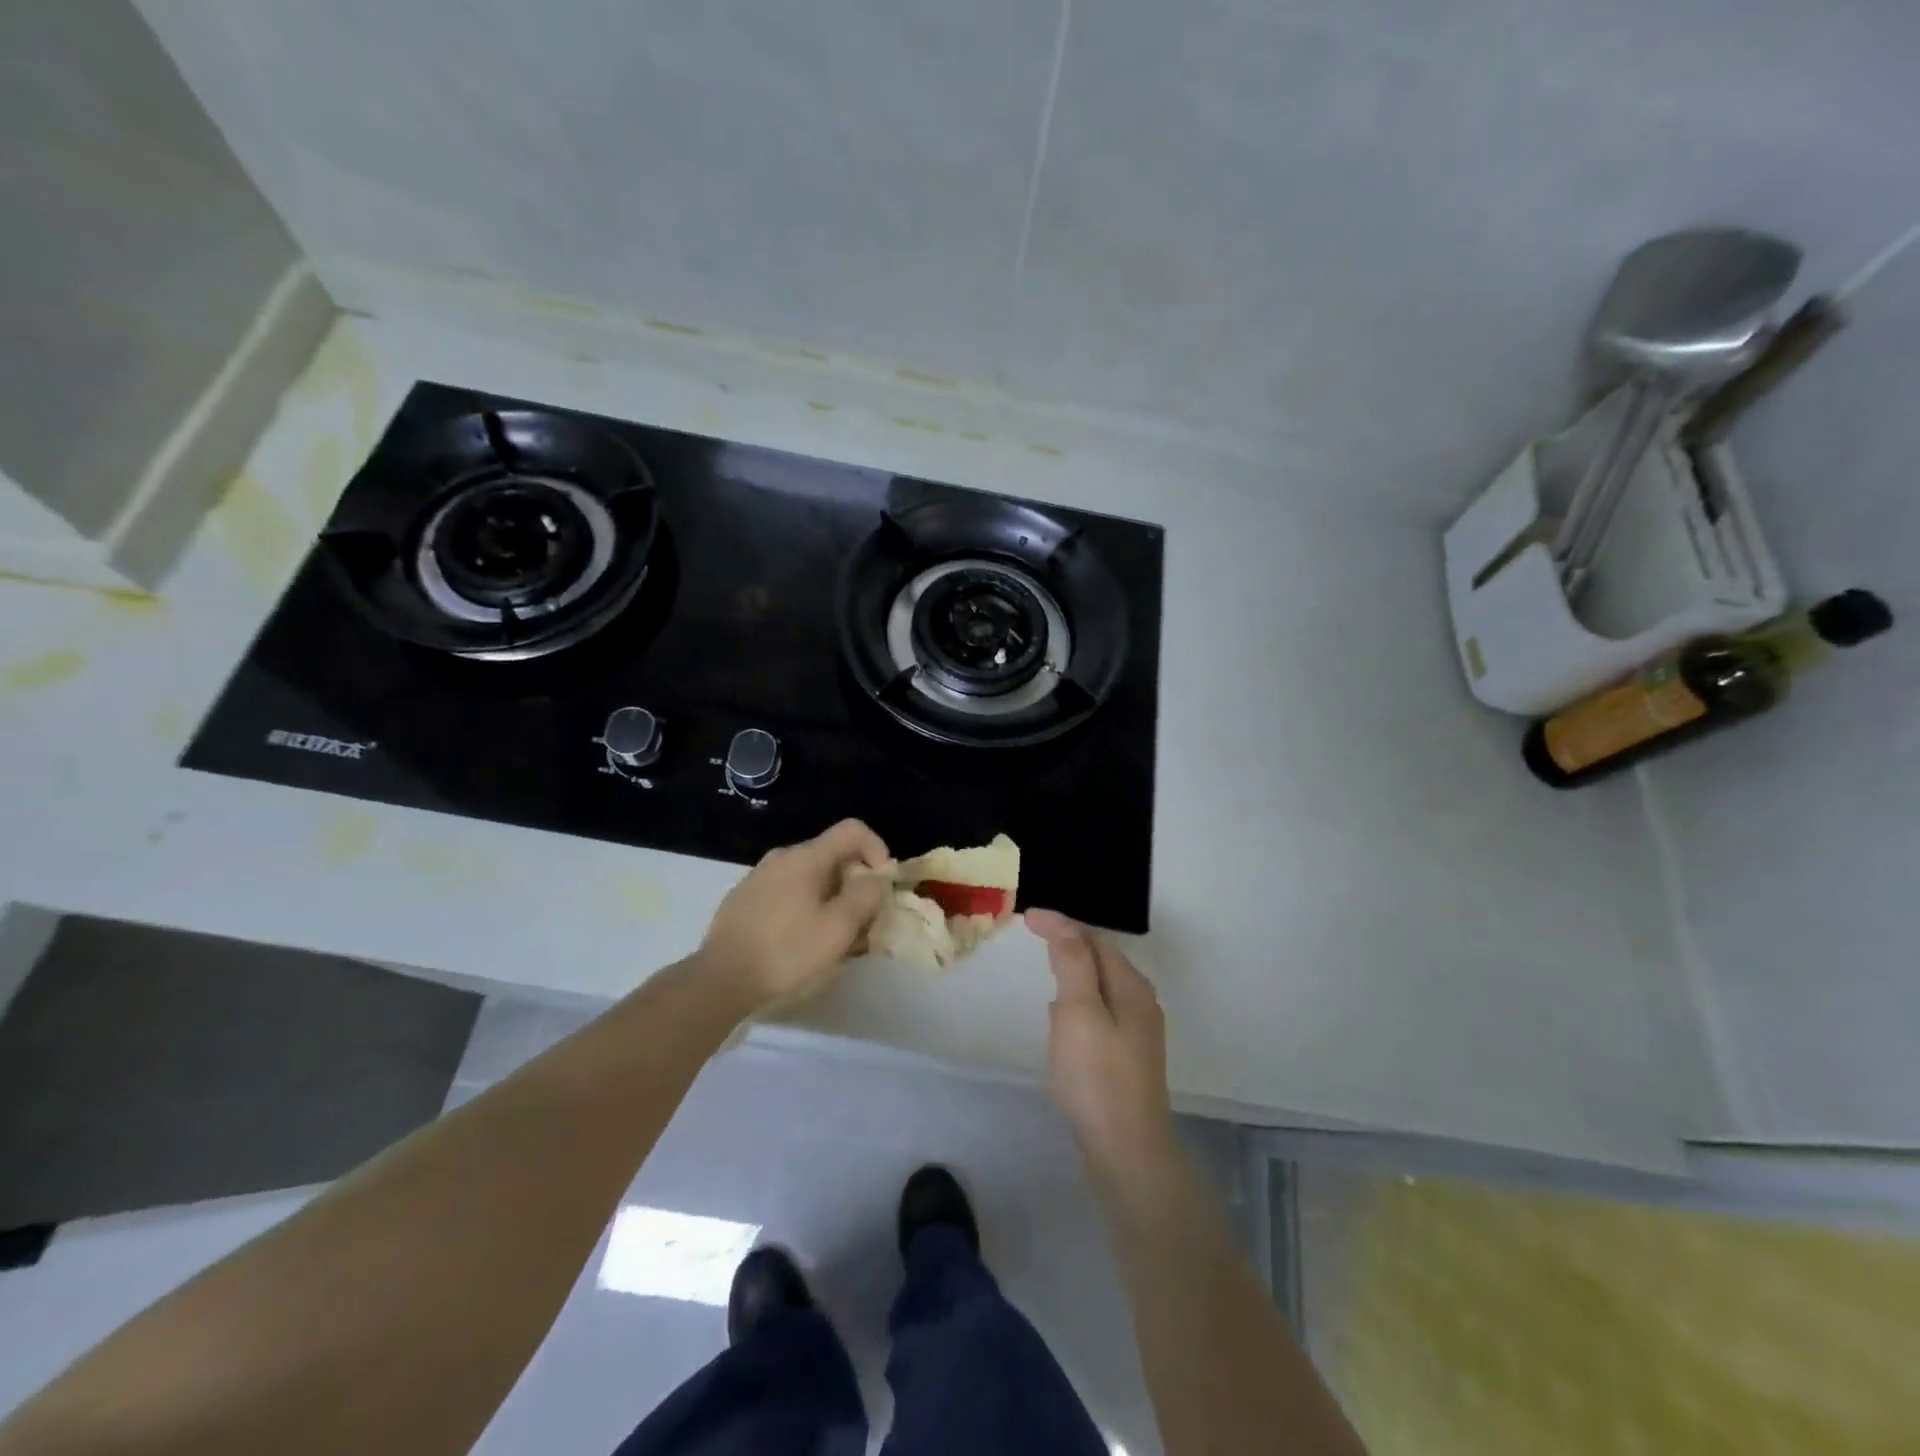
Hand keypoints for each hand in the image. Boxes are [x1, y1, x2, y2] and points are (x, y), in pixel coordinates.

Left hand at [699, 819, 893, 1010]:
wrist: (719, 980)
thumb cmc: (785, 952)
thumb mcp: (837, 929)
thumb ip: (865, 897)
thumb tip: (876, 878)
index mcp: (805, 857)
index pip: (852, 830)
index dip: (877, 849)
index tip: (883, 884)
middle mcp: (782, 858)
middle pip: (833, 857)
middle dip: (856, 884)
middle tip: (865, 922)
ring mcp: (759, 878)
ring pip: (811, 878)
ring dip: (833, 900)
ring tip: (837, 940)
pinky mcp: (745, 900)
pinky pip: (789, 893)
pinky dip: (807, 909)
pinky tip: (804, 943)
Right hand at [1027, 909, 1178, 1186]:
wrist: (1128, 1152)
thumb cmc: (1097, 1076)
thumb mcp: (1079, 1011)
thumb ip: (1073, 963)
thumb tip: (1063, 924)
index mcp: (1131, 986)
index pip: (1094, 939)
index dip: (1061, 923)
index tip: (1027, 917)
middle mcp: (1141, 1002)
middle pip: (1103, 958)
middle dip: (1071, 941)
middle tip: (1037, 934)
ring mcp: (1138, 1033)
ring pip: (1103, 985)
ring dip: (1076, 969)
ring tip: (1049, 965)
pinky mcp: (1129, 1058)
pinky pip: (1102, 1010)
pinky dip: (1081, 998)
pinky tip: (1064, 1016)